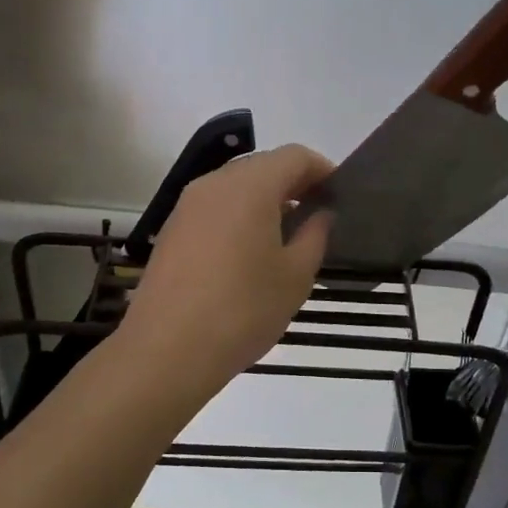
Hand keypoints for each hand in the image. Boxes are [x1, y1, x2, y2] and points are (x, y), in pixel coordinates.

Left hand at [121, 144, 333, 399]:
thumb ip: (315, 234)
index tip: (340, 195)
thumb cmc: (242, 310)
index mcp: (250, 186)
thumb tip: (321, 213)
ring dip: (266, 201)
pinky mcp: (172, 230)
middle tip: (318, 216)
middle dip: (294, 184)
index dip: (322, 170)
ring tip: (287, 237)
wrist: (166, 351)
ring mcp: (187, 206)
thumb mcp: (295, 276)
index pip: (295, 156)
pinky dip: (239, 216)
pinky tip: (250, 253)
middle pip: (263, 166)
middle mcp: (214, 184)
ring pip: (236, 187)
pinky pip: (215, 208)